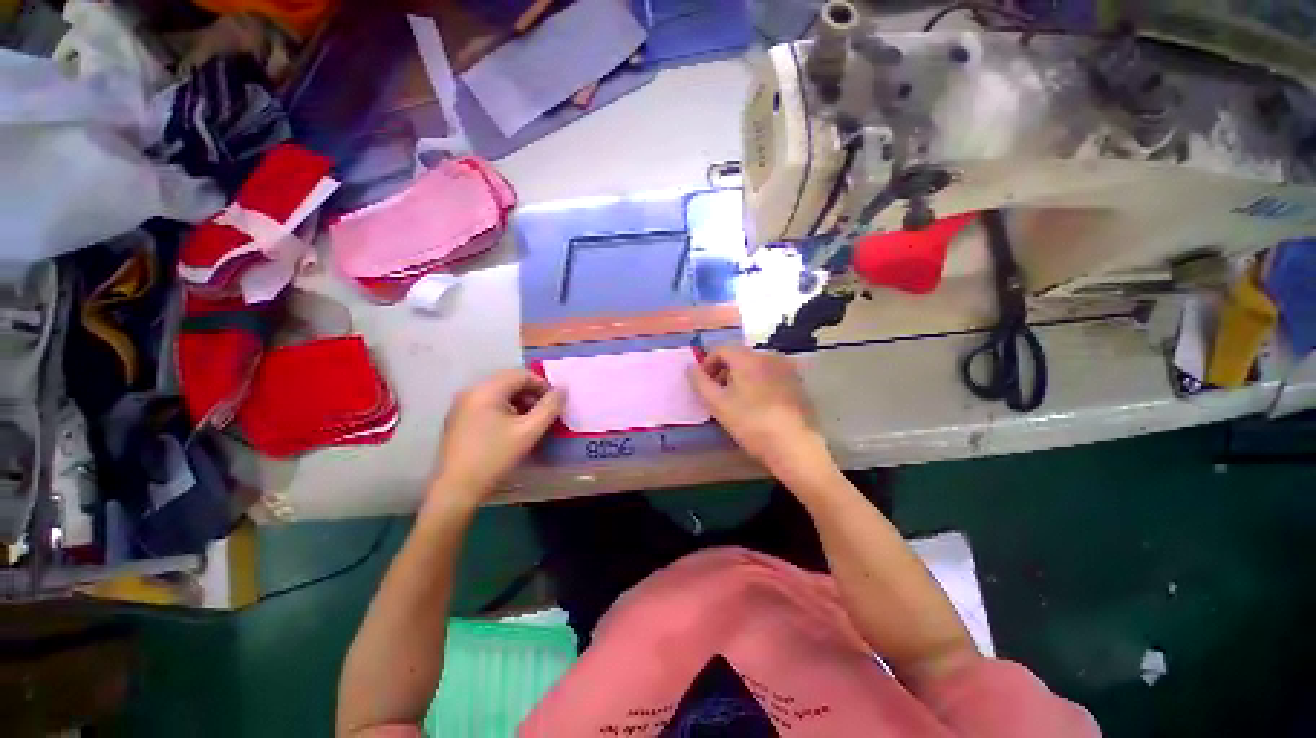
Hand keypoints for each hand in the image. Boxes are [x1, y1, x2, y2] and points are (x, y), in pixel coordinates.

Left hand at [432, 369, 563, 502]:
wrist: (456, 489)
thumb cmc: (495, 457)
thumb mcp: (529, 432)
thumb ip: (549, 408)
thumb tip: (562, 390)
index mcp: (486, 391)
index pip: (521, 374)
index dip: (542, 385)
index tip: (555, 403)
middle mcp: (471, 392)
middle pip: (509, 382)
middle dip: (531, 394)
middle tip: (545, 413)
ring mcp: (461, 406)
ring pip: (498, 394)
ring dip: (519, 402)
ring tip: (531, 422)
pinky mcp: (458, 420)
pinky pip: (487, 405)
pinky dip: (505, 410)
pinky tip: (512, 429)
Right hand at [688, 346, 831, 480]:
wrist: (795, 446)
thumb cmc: (751, 423)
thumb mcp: (718, 404)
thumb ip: (700, 382)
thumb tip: (690, 367)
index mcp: (748, 357)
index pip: (720, 349)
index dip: (706, 364)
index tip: (703, 385)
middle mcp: (769, 355)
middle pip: (738, 356)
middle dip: (723, 372)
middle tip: (717, 395)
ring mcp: (786, 368)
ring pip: (755, 366)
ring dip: (740, 378)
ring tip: (737, 402)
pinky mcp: (798, 383)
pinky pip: (770, 375)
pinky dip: (758, 383)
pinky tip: (758, 406)